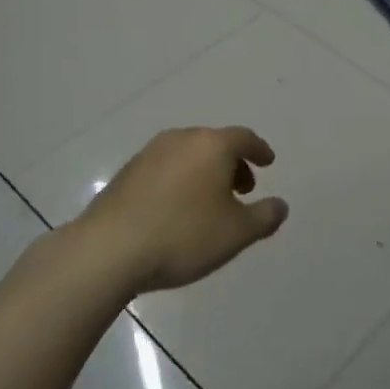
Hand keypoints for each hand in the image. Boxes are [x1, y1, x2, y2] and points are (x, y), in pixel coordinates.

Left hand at [77, 126, 287, 295]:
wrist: (109, 250)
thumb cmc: (183, 236)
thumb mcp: (236, 233)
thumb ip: (265, 217)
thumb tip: (280, 205)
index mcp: (211, 145)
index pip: (244, 138)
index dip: (259, 150)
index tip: (268, 162)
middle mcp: (181, 139)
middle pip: (215, 143)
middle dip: (233, 163)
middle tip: (243, 189)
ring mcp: (149, 153)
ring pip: (188, 154)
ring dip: (205, 172)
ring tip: (210, 202)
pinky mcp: (127, 172)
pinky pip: (165, 168)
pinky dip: (181, 180)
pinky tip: (177, 209)